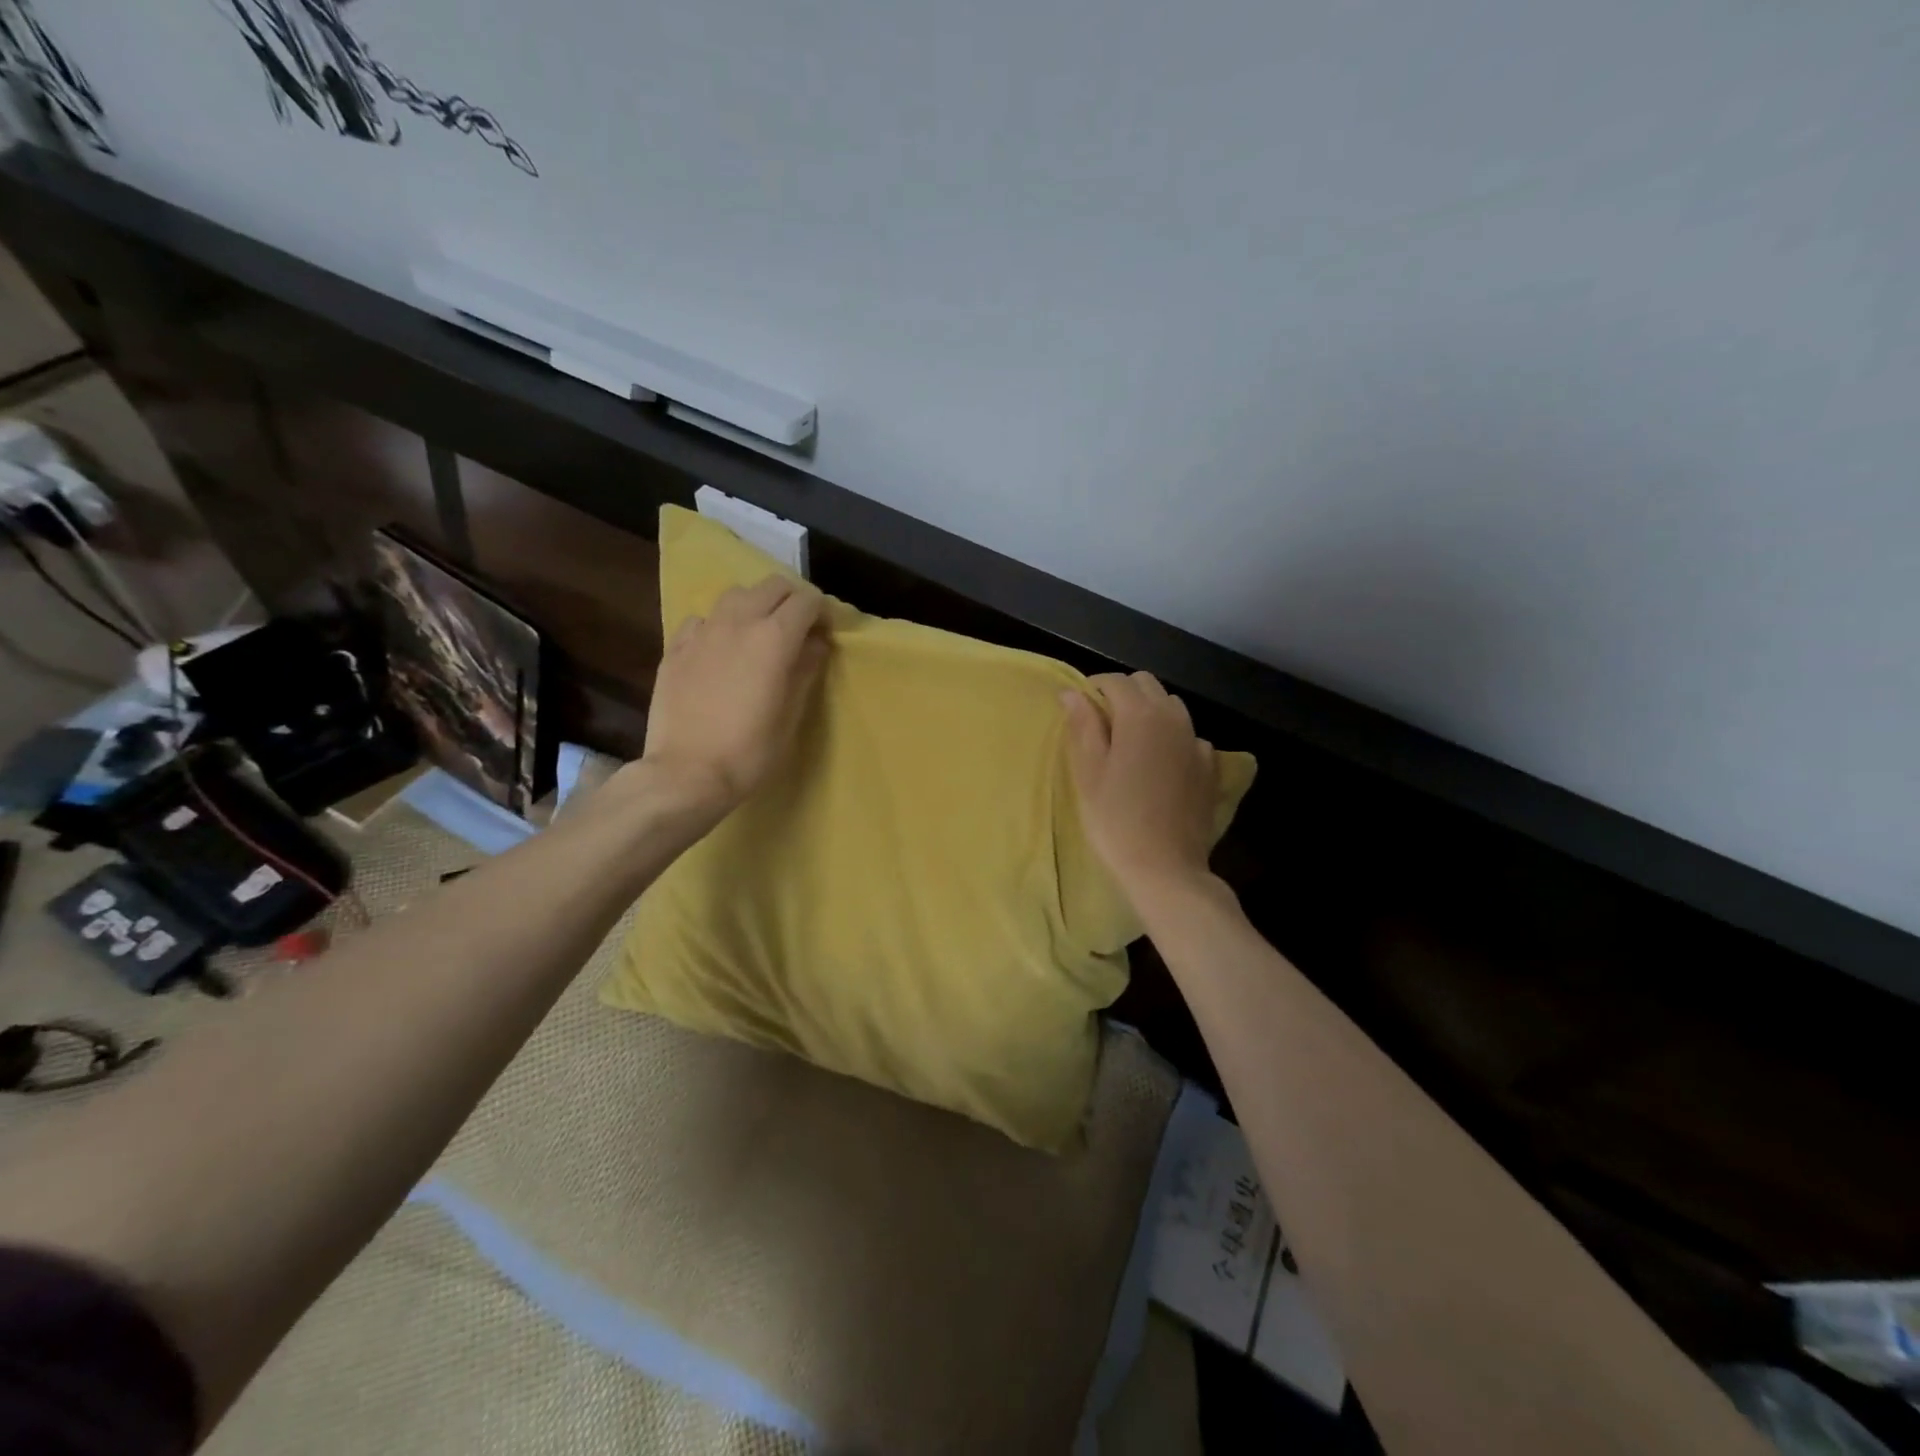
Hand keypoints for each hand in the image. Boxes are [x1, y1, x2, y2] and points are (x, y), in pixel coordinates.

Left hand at [640, 576, 829, 814]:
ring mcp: (702, 632)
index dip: (822, 612)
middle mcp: (738, 622)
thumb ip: (805, 670)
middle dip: (791, 600)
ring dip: (755, 605)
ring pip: (735, 595)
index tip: (825, 634)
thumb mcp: (791, 715)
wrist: (686, 774)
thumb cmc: (750, 752)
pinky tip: (719, 651)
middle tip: (798, 629)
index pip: (807, 601)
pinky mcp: (675, 647)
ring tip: (758, 634)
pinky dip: (719, 625)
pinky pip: (703, 619)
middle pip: (772, 586)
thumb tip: (815, 644)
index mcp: (774, 638)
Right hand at [1062, 672, 1217, 904]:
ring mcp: (1196, 742)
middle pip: (1147, 685)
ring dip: (1149, 711)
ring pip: (1172, 706)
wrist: (1165, 867)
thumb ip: (1082, 726)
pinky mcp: (1210, 767)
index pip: (1115, 681)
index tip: (1079, 707)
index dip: (1094, 687)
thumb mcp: (1088, 772)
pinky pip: (1189, 736)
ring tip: (1130, 741)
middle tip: (1101, 722)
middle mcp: (1173, 718)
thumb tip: (1072, 693)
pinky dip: (1172, 737)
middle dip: (1123, 693)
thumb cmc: (1115, 819)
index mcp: (1139, 716)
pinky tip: (1161, 763)